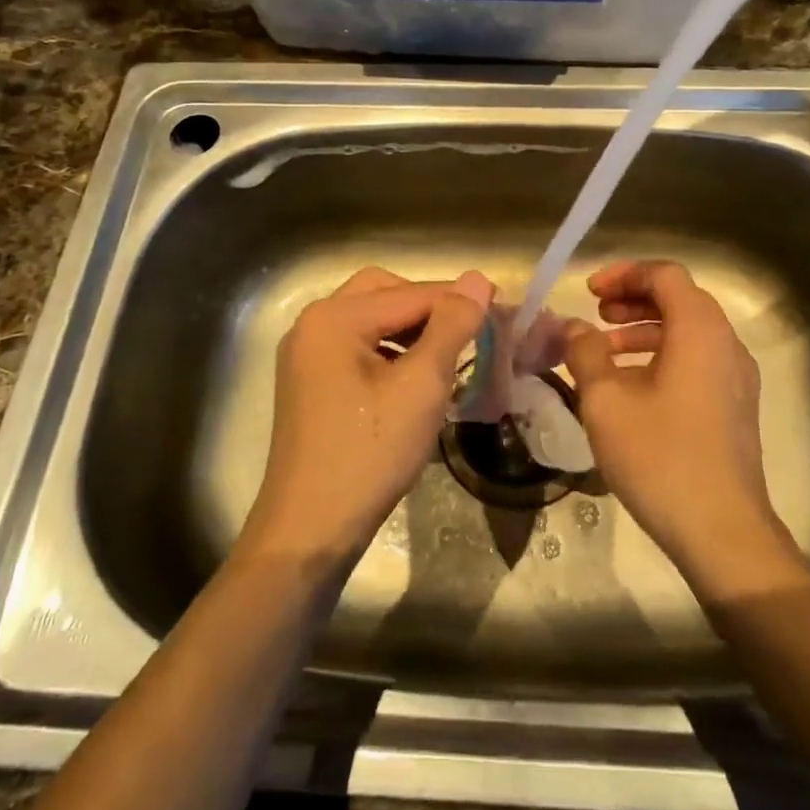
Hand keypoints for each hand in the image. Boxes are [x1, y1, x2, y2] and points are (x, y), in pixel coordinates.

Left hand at [239, 266, 492, 570]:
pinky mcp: (309, 382)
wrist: (310, 530)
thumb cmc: (370, 453)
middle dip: (429, 306)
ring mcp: (306, 354)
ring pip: (371, 320)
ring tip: (449, 352)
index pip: (411, 293)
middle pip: (384, 293)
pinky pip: (357, 346)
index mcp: (335, 317)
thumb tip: (477, 279)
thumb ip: (451, 326)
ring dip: (411, 328)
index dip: (459, 299)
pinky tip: (415, 376)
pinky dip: (390, 350)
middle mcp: (313, 324)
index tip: (503, 307)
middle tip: (469, 328)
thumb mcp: (421, 386)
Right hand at [563, 260, 809, 598]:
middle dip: (633, 299)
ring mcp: (736, 377)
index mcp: (699, 330)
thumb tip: (573, 327)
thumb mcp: (606, 401)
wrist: (722, 531)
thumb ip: (585, 352)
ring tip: (604, 351)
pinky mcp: (735, 406)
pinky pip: (698, 360)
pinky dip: (663, 356)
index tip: (589, 293)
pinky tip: (631, 387)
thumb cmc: (660, 457)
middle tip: (596, 315)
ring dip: (645, 329)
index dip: (624, 274)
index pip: (665, 274)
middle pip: (680, 299)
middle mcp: (726, 344)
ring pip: (689, 331)